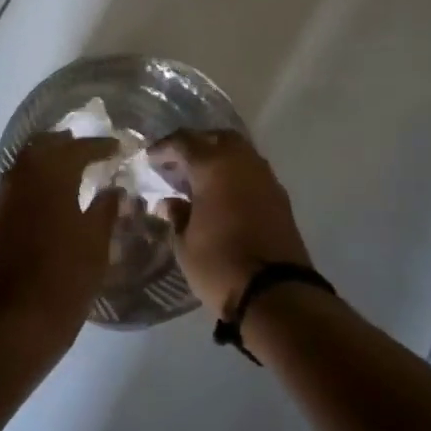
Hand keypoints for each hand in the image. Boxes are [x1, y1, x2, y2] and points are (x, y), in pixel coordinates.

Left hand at [0, 133, 121, 363]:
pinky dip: (20, 202)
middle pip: (38, 151)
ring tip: (57, 183)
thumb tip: (112, 190)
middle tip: (81, 151)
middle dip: (61, 147)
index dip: (98, 146)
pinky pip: (2, 206)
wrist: (9, 329)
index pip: (76, 150)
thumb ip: (105, 210)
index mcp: (47, 179)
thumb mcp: (96, 246)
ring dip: (37, 173)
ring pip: (16, 177)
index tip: (115, 148)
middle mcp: (14, 183)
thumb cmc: (63, 281)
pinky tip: (29, 218)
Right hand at [149, 130, 311, 319]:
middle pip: (217, 138)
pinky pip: (253, 172)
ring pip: (240, 152)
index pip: (184, 142)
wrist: (276, 293)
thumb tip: (170, 202)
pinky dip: (236, 175)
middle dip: (197, 145)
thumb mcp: (185, 244)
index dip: (164, 147)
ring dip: (219, 158)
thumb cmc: (220, 265)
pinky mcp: (280, 197)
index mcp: (214, 166)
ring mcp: (266, 178)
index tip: (150, 158)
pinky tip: (223, 195)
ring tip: (200, 180)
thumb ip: (177, 216)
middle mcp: (242, 162)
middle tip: (178, 164)